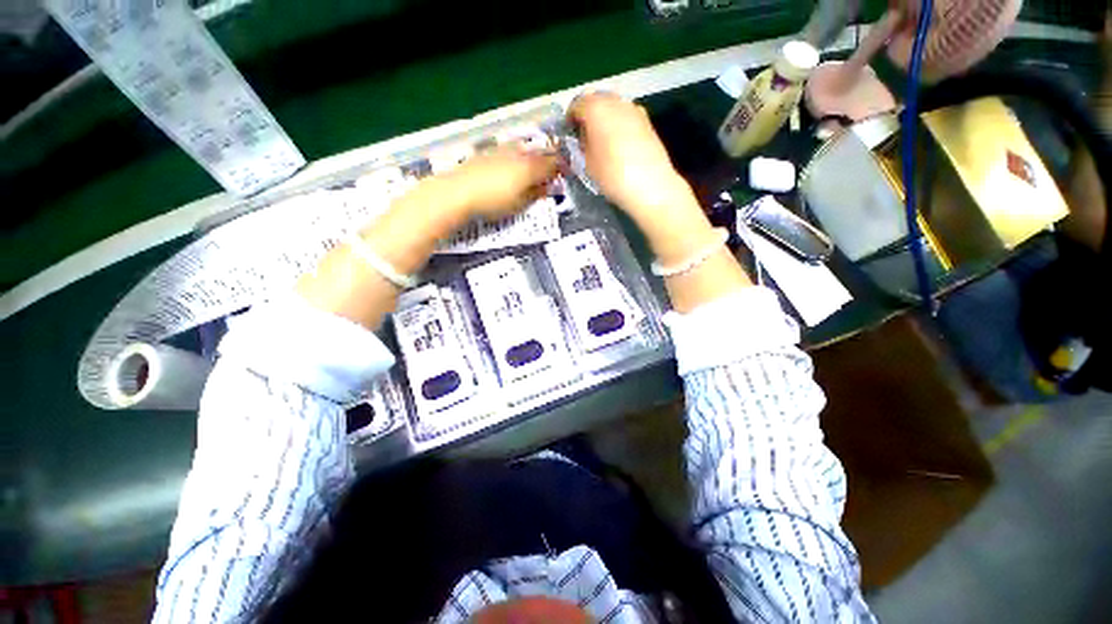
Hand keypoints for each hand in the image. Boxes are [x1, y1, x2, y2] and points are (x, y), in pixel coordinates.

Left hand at [441, 144, 560, 220]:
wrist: (459, 191)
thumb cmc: (493, 202)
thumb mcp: (519, 204)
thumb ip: (535, 194)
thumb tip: (548, 188)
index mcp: (530, 168)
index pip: (552, 164)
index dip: (561, 168)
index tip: (565, 173)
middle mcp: (519, 154)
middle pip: (540, 152)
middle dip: (549, 159)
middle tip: (553, 169)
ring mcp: (503, 149)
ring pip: (525, 148)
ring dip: (533, 155)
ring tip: (535, 165)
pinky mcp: (489, 151)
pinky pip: (510, 149)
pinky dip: (518, 154)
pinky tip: (513, 162)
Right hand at [566, 92, 695, 221]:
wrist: (650, 186)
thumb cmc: (611, 175)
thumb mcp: (586, 163)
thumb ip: (581, 145)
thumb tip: (582, 139)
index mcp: (596, 108)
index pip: (576, 105)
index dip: (570, 119)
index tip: (569, 135)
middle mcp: (615, 101)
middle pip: (597, 101)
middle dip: (588, 116)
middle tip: (584, 138)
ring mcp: (634, 109)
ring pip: (613, 107)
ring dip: (605, 120)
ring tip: (602, 143)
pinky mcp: (647, 122)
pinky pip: (626, 117)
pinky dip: (619, 126)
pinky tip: (618, 146)